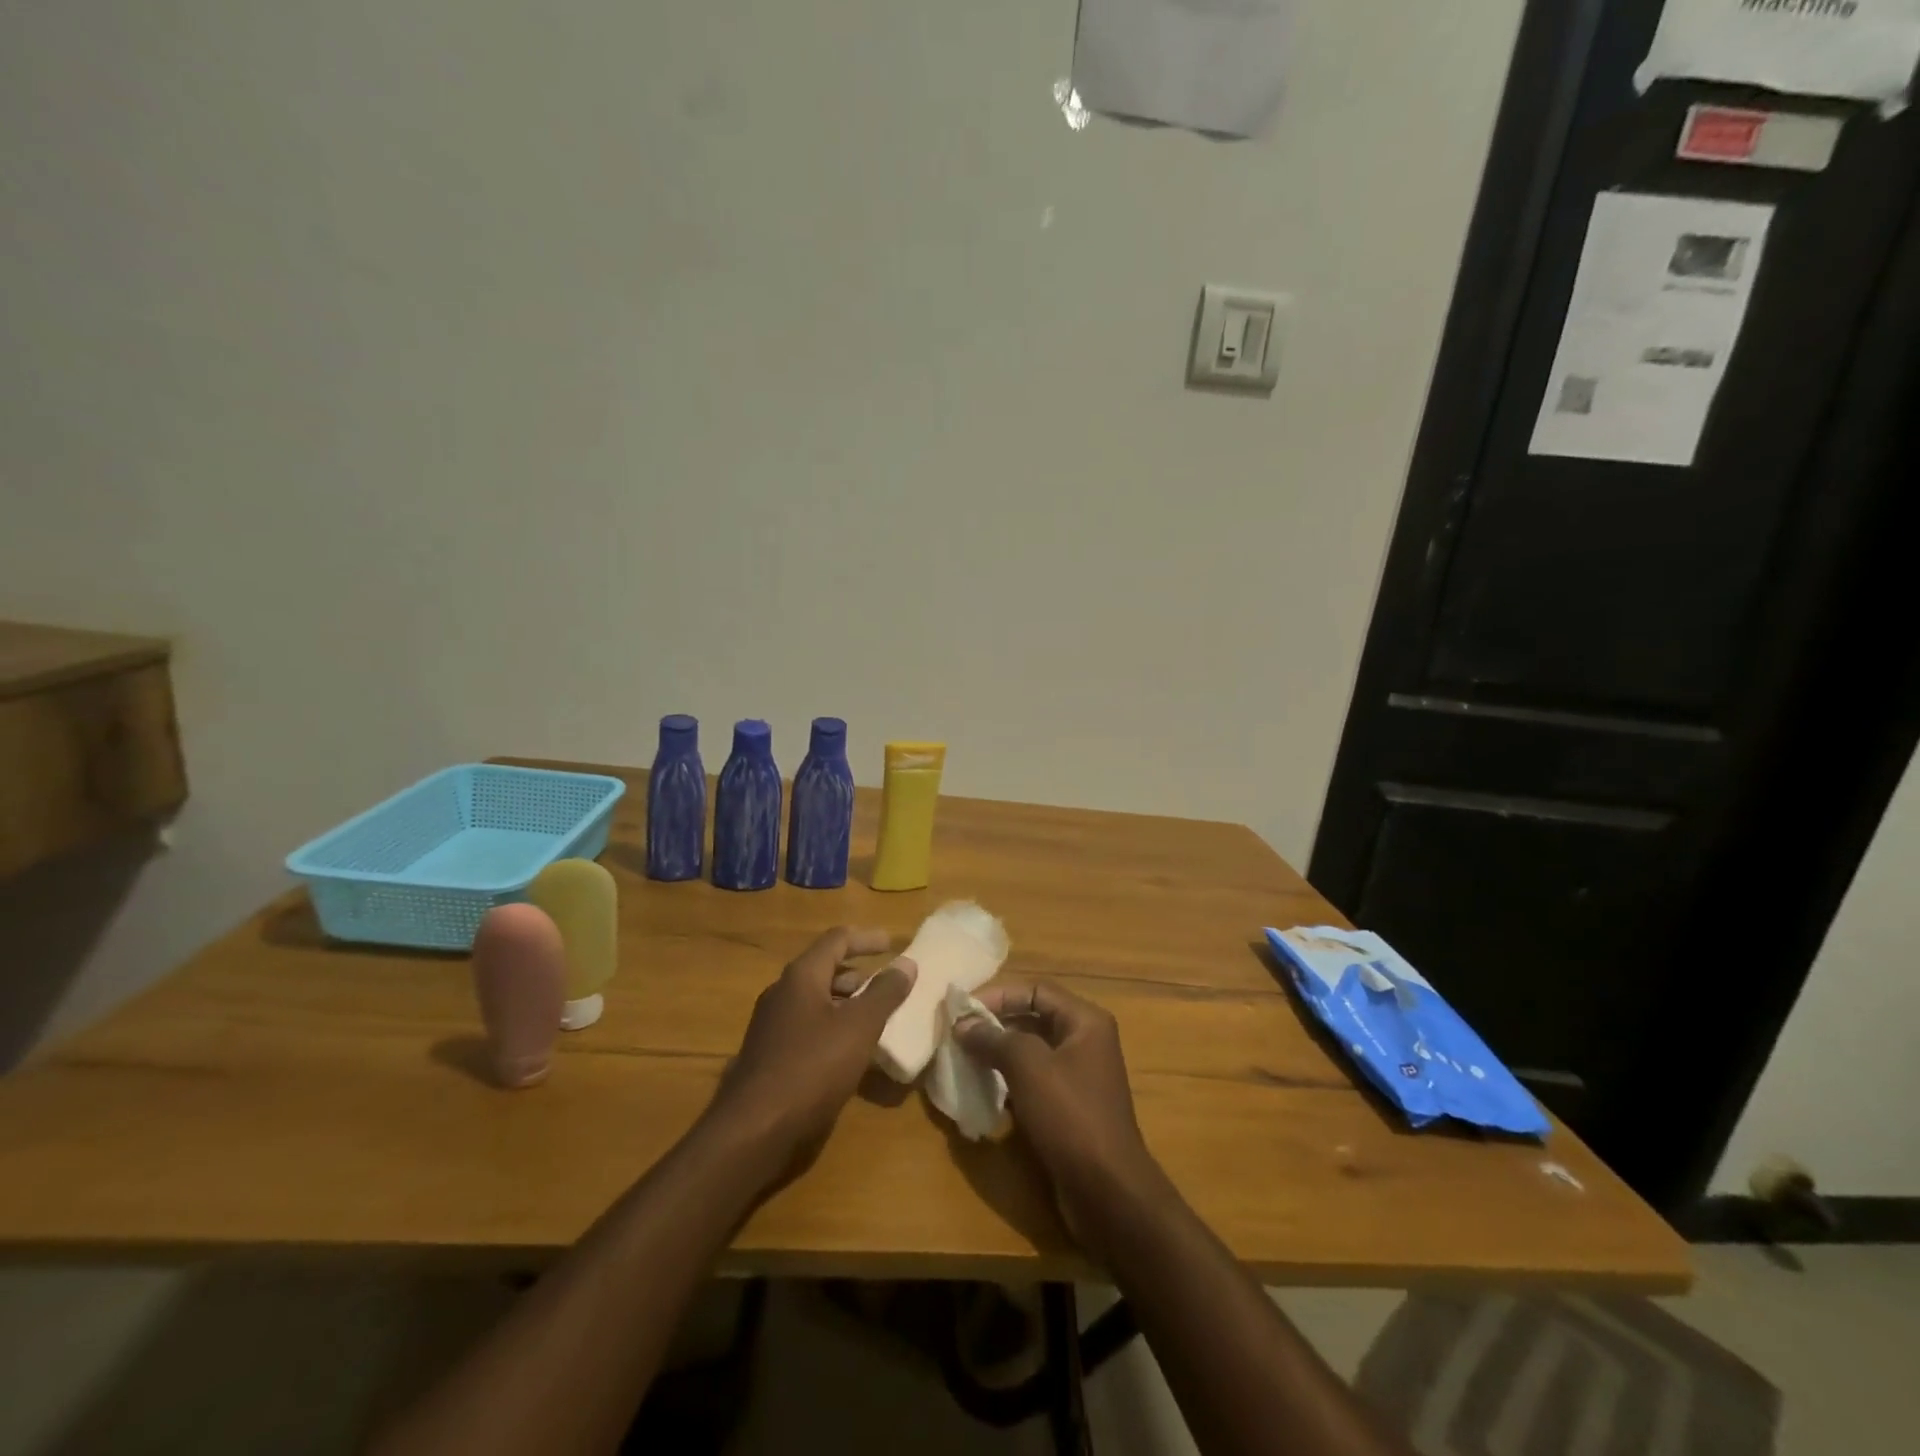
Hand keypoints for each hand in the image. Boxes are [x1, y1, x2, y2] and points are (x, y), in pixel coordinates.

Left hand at [703, 926, 916, 1184]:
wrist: (753, 1131)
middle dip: (859, 974)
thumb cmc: (811, 1068)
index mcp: (802, 976)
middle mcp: (782, 993)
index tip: (893, 944)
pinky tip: (850, 1051)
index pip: (837, 940)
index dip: (867, 939)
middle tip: (889, 986)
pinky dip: (833, 1027)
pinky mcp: (770, 1055)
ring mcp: (772, 1025)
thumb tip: (906, 962)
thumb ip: (885, 993)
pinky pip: (808, 1027)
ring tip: (876, 1018)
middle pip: (825, 969)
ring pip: (816, 1001)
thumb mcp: (859, 1027)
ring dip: (847, 1003)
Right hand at [955, 982, 1170, 1259]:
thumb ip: (994, 1039)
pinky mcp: (1069, 1108)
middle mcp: (1085, 1042)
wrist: (1108, 1192)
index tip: (963, 1009)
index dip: (999, 995)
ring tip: (963, 1058)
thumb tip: (963, 1024)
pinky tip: (982, 1090)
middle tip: (958, 1033)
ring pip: (1031, 1052)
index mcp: (1085, 1021)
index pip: (1037, 990)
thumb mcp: (1029, 1068)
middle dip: (995, 1024)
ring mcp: (1079, 1077)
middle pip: (1034, 1018)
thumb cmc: (1070, 1116)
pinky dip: (1008, 1081)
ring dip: (998, 1053)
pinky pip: (1034, 1081)